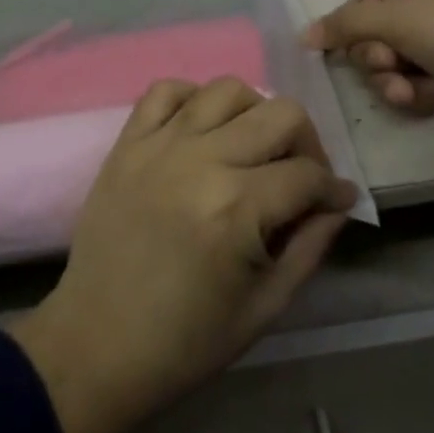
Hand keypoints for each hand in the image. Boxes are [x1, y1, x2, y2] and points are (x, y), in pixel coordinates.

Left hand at [8, 78, 357, 432]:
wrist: (97, 343)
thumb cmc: (186, 340)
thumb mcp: (264, 308)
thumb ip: (309, 248)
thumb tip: (337, 204)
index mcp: (238, 209)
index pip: (307, 174)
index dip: (334, 188)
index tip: (337, 200)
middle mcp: (203, 161)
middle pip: (280, 113)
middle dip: (306, 142)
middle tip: (299, 174)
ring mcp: (160, 144)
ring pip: (227, 88)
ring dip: (253, 112)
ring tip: (250, 147)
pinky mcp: (128, 142)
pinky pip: (165, 90)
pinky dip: (192, 99)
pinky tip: (200, 129)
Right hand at [305, 0, 433, 201]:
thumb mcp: (399, 18)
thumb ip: (345, 25)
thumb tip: (301, 35)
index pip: (360, 6)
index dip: (348, 31)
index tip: (343, 50)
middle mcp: (424, 9)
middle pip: (371, 40)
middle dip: (375, 60)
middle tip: (389, 65)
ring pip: (389, 69)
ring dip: (393, 82)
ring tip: (412, 89)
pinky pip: (412, 90)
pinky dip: (417, 95)